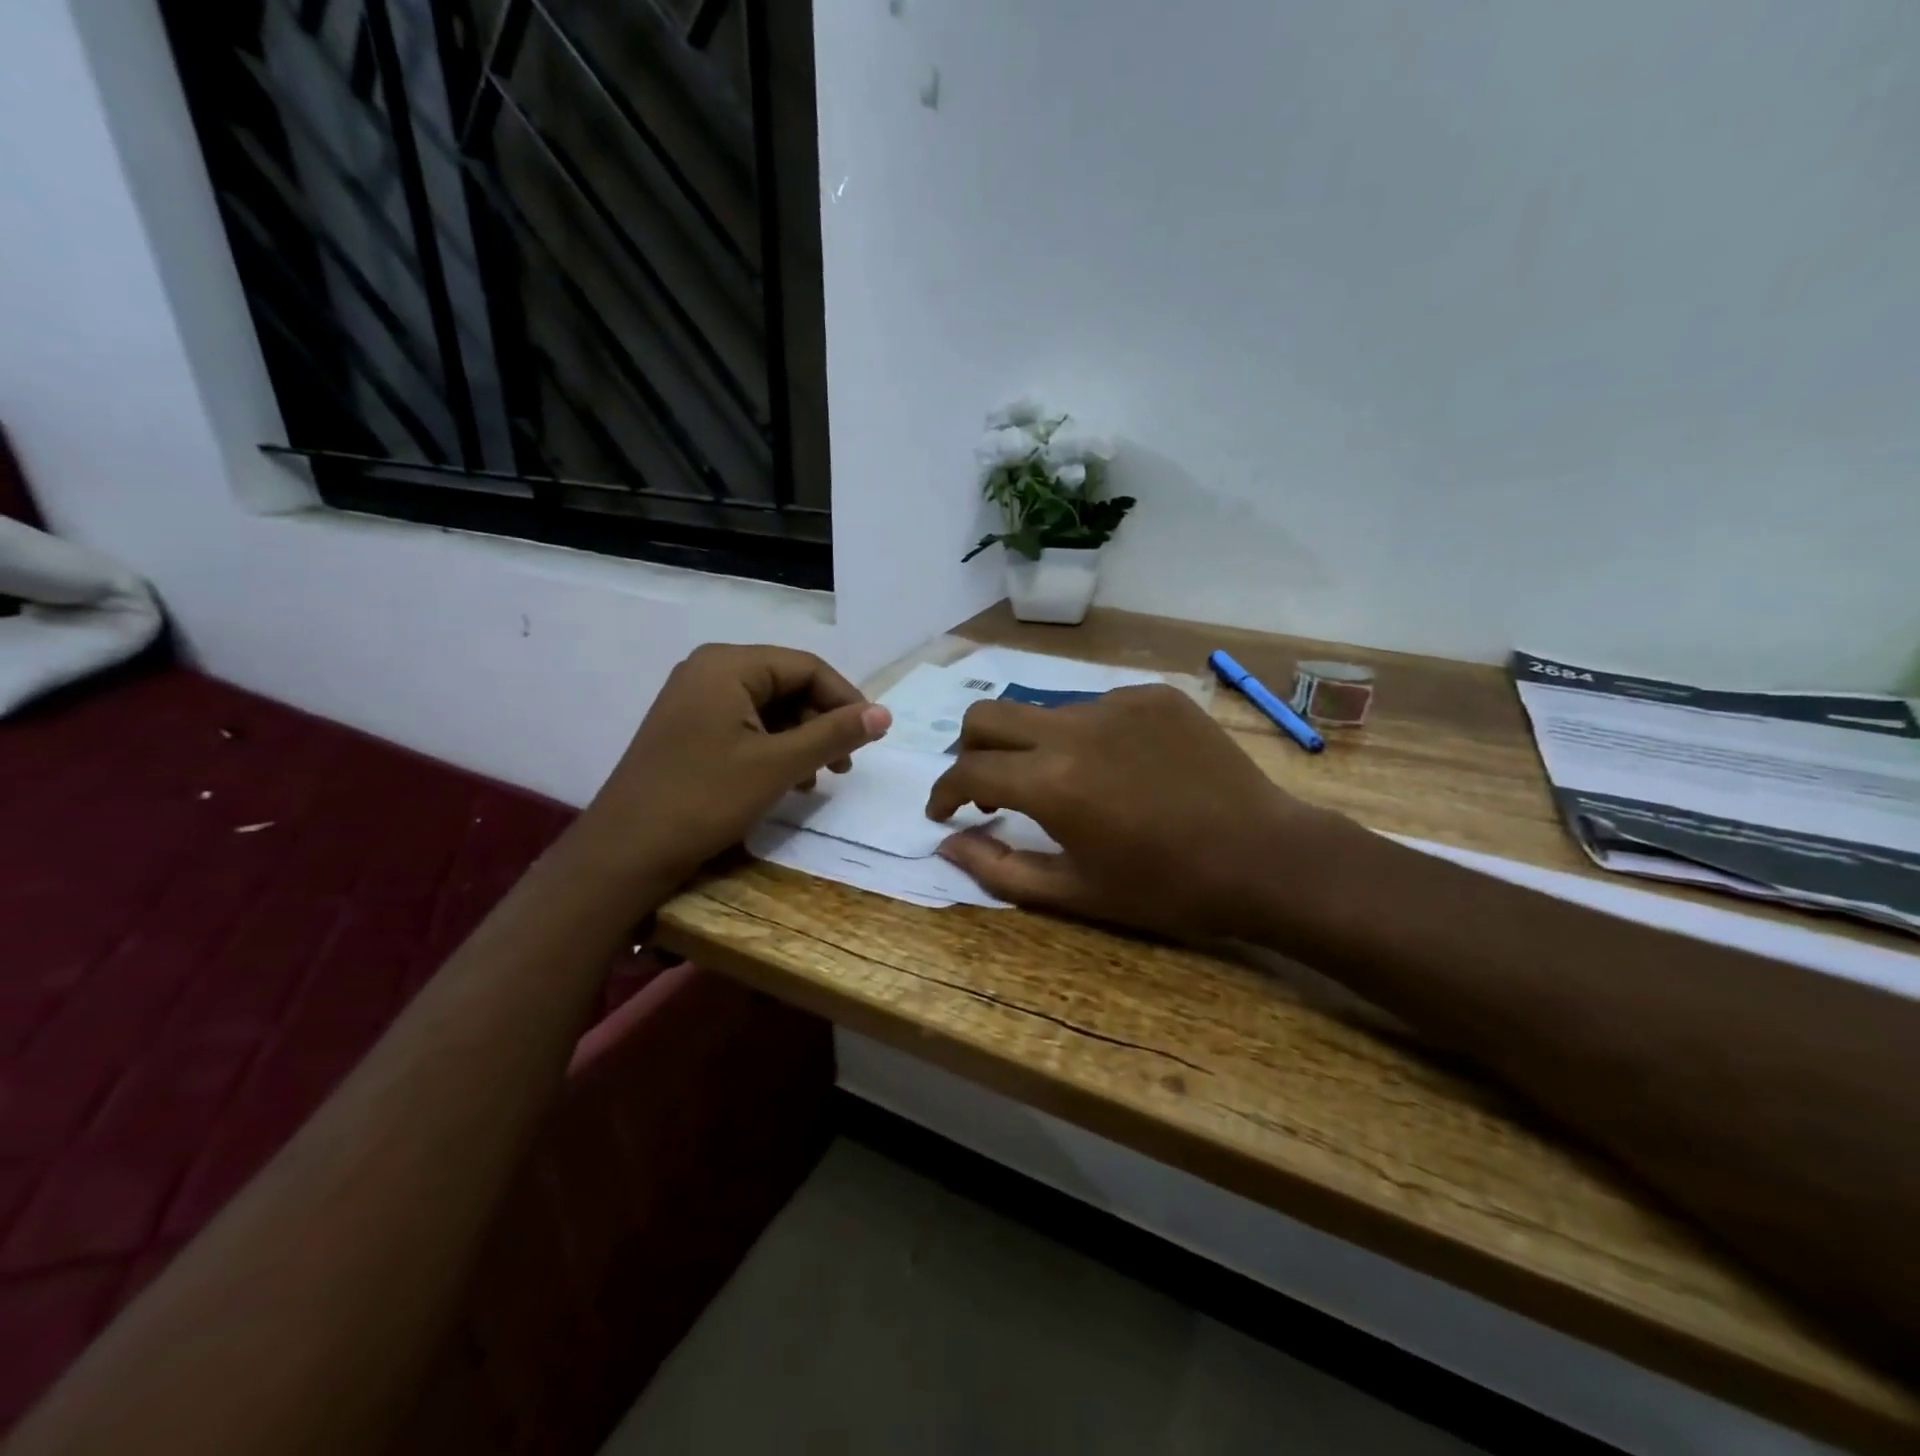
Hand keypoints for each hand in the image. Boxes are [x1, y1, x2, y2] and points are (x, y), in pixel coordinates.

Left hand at [580, 644, 890, 888]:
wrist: (625, 852)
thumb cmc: (704, 799)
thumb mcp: (778, 765)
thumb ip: (834, 734)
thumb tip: (884, 714)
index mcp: (728, 665)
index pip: (806, 667)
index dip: (846, 700)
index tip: (872, 737)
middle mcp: (709, 670)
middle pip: (787, 684)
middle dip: (822, 723)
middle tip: (843, 766)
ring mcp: (694, 699)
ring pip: (769, 708)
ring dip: (801, 739)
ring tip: (818, 778)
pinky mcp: (688, 728)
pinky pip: (745, 725)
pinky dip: (774, 748)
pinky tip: (787, 781)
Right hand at [926, 685, 1338, 939]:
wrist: (1265, 857)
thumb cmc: (1166, 889)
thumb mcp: (1075, 893)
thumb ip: (999, 869)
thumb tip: (948, 844)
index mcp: (1052, 782)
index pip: (967, 769)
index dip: (943, 792)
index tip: (944, 811)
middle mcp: (1075, 727)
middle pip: (987, 715)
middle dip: (971, 751)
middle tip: (991, 789)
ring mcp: (1118, 702)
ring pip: (1042, 710)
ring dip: (1032, 745)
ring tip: (1066, 785)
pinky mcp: (1153, 695)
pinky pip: (1095, 706)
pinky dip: (1084, 736)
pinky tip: (1118, 769)